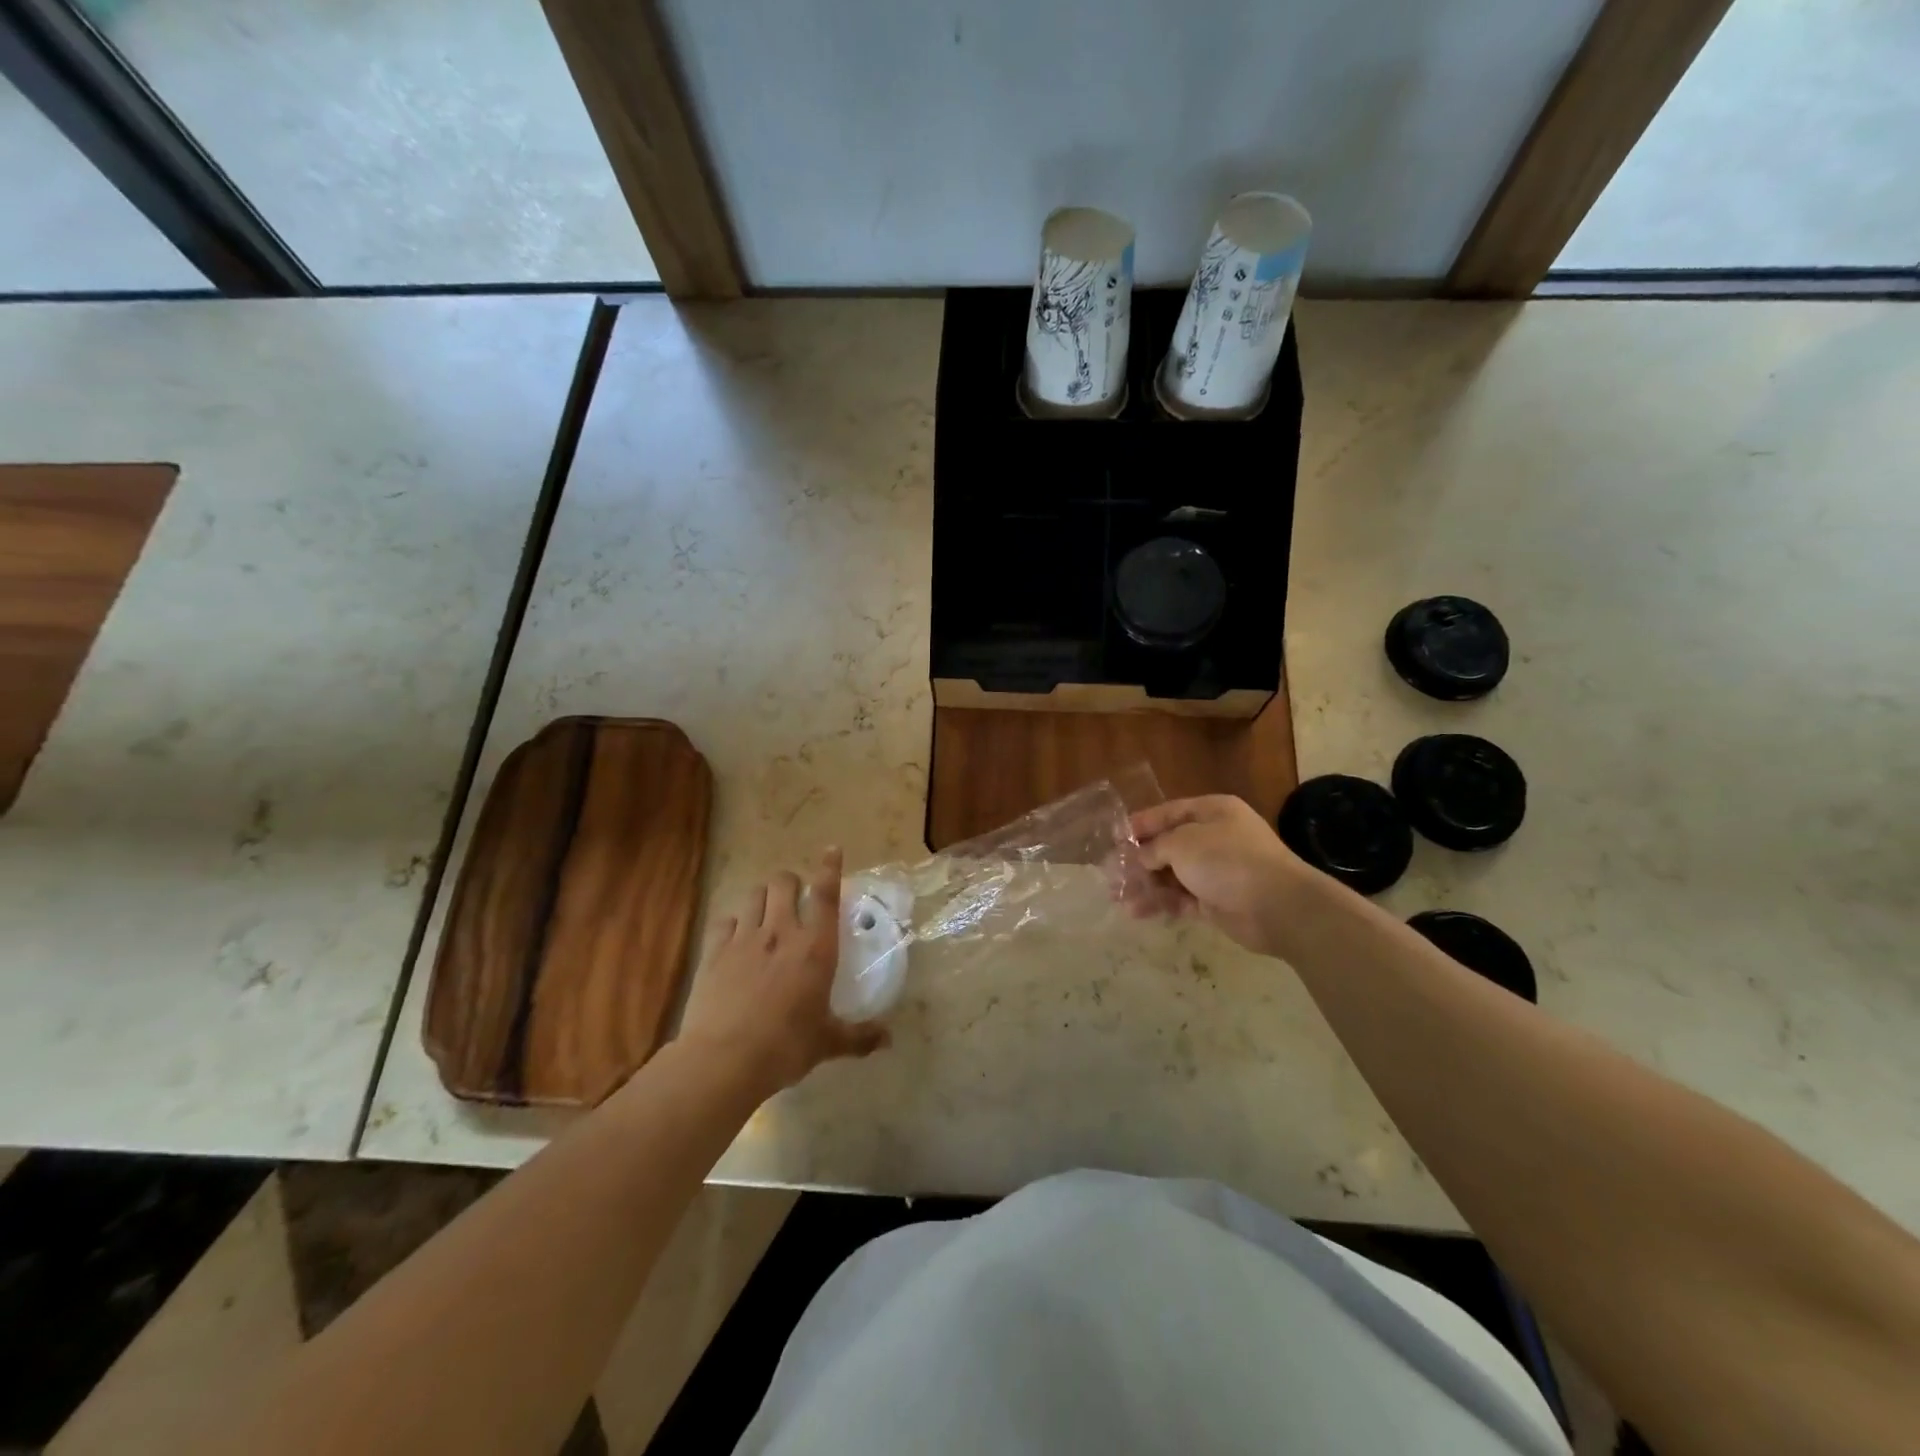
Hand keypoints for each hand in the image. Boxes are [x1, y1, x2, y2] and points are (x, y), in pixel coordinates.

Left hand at [677, 848, 887, 1098]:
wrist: (724, 1060)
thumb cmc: (786, 1047)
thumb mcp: (827, 1043)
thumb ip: (859, 1037)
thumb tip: (888, 1039)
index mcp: (816, 947)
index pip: (825, 894)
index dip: (829, 867)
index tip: (831, 849)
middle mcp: (781, 932)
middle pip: (784, 882)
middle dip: (790, 881)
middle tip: (795, 896)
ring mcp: (744, 938)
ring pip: (754, 894)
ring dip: (763, 896)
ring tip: (766, 910)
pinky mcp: (714, 951)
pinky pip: (725, 920)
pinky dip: (733, 922)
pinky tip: (735, 936)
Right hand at [1125, 795, 1301, 957]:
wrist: (1277, 906)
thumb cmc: (1227, 860)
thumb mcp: (1182, 843)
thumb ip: (1154, 847)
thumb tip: (1139, 857)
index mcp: (1212, 812)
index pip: (1169, 812)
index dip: (1141, 824)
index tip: (1115, 838)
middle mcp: (1215, 838)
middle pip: (1169, 846)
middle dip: (1139, 860)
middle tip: (1111, 872)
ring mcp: (1218, 871)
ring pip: (1173, 875)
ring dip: (1146, 885)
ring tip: (1117, 897)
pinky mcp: (1217, 901)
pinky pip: (1182, 899)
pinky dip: (1161, 904)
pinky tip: (1137, 912)